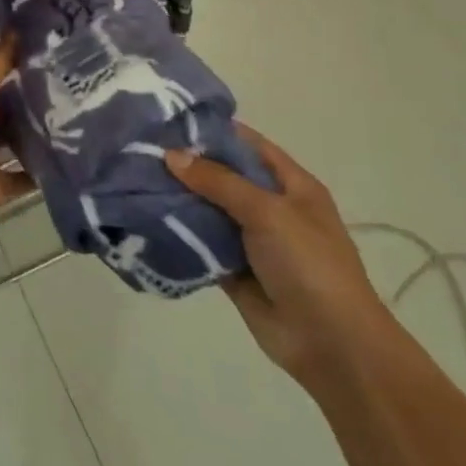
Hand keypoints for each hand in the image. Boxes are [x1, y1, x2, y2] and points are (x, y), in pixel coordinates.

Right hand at [166, 125, 392, 387]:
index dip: (213, 130)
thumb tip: (171, 155)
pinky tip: (144, 219)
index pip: (247, 144)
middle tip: (141, 148)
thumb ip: (219, 181)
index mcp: (291, 185)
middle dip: (187, 164)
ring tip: (133, 179)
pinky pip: (201, 245)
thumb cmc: (309, 265)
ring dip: (178, 199)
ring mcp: (251, 241)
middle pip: (223, 176)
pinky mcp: (233, 271)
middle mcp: (270, 208)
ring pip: (208, 210)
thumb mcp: (268, 211)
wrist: (332, 346)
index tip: (170, 119)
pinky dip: (178, 235)